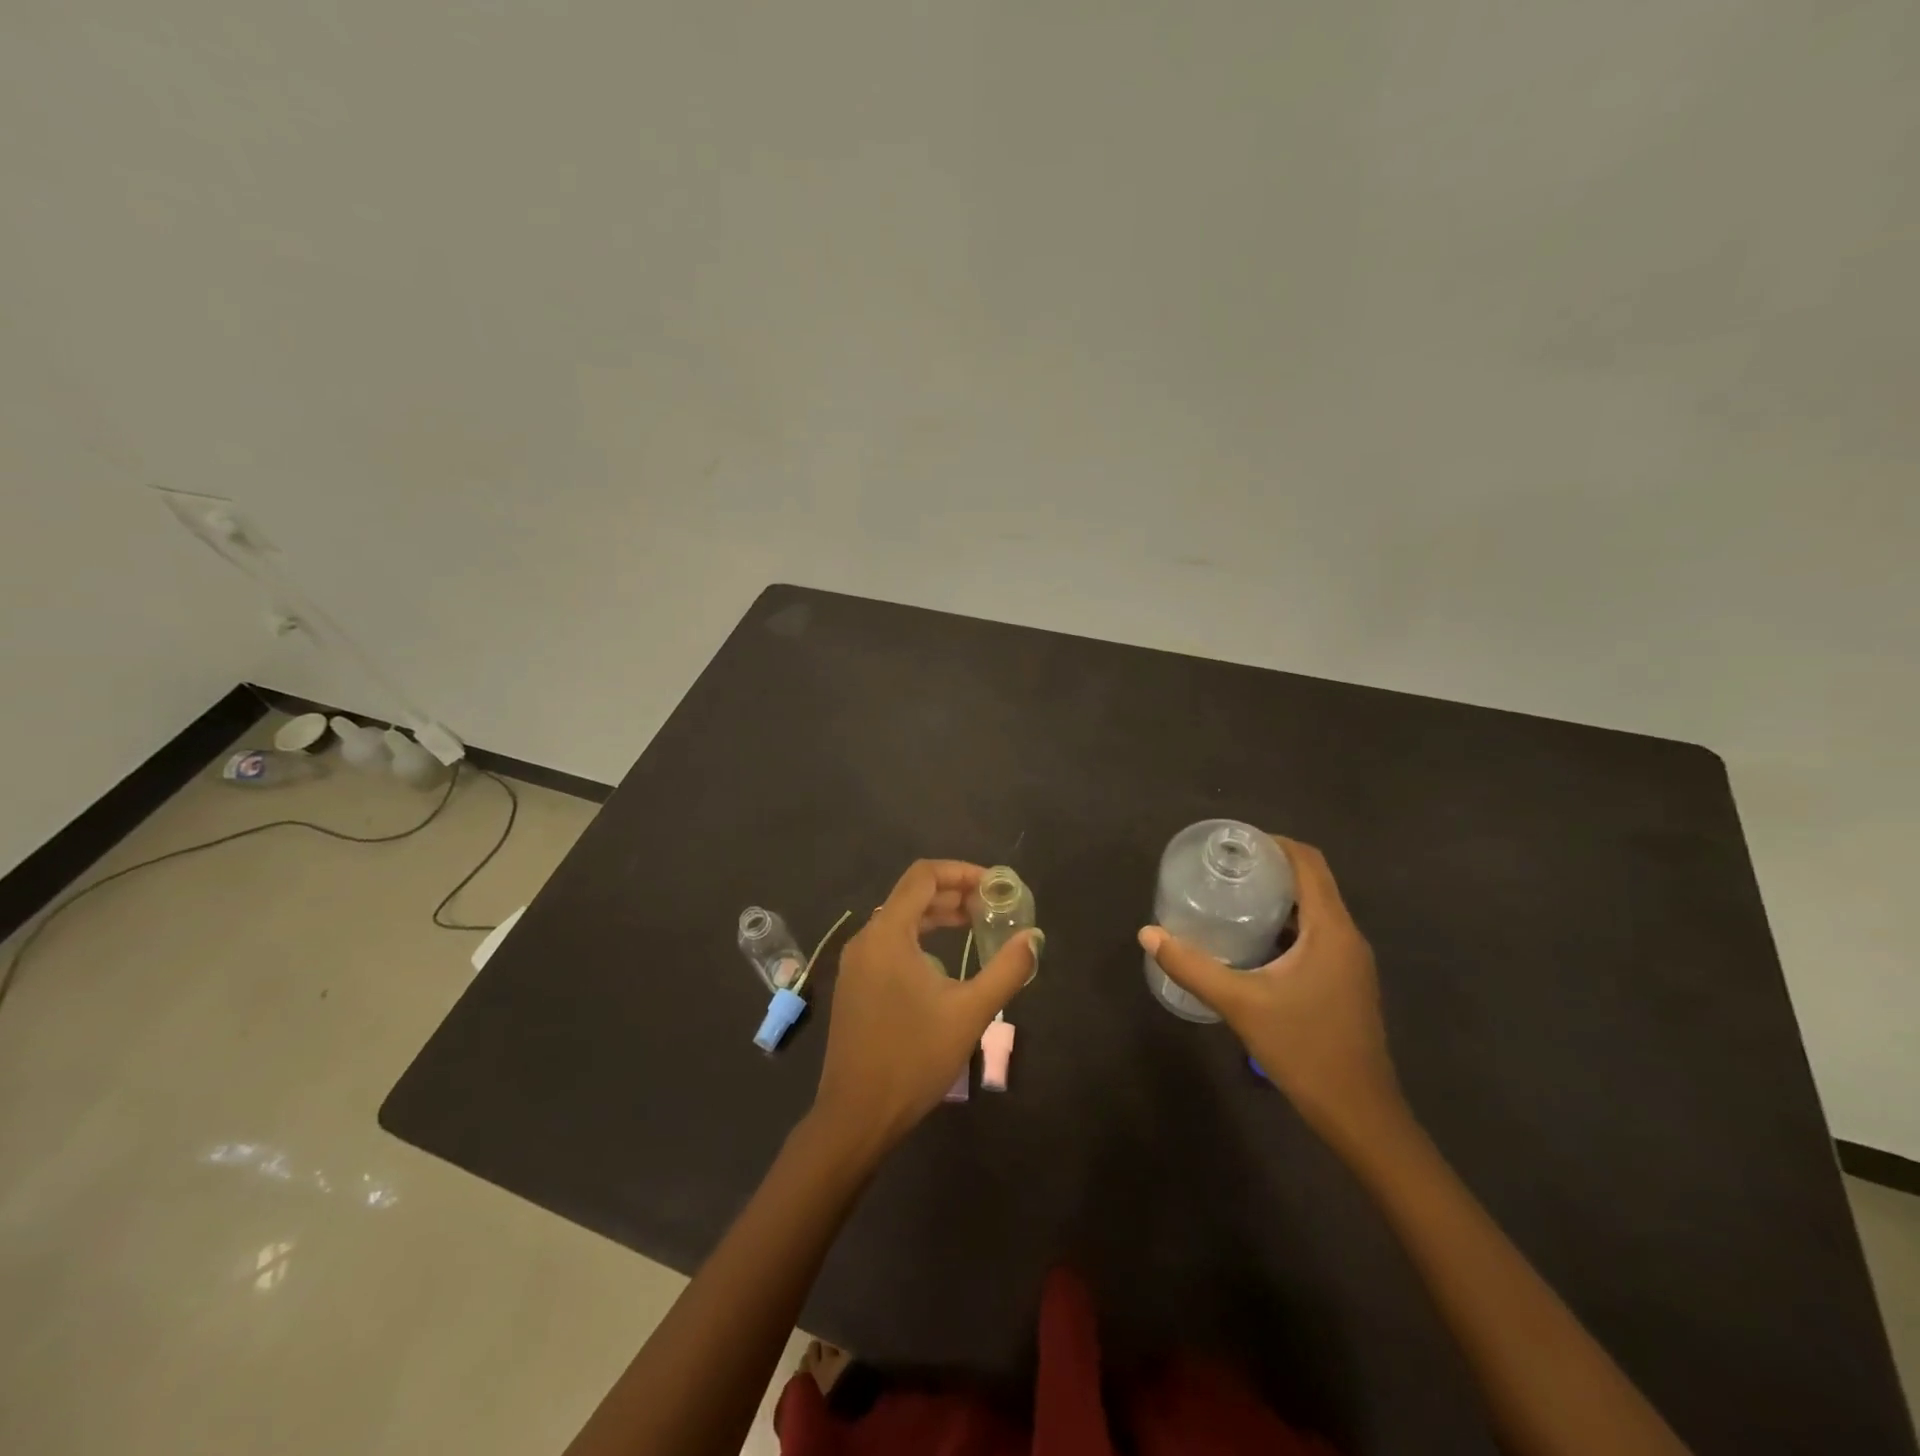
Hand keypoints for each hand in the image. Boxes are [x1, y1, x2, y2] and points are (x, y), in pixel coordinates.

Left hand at [811, 860, 1041, 1155]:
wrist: (856, 1116)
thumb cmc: (913, 1058)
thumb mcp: (969, 1013)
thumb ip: (1006, 970)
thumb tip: (1034, 937)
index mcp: (887, 934)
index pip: (924, 876)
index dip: (962, 871)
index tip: (995, 886)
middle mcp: (866, 939)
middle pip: (912, 895)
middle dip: (954, 893)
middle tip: (992, 906)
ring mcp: (857, 963)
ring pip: (900, 920)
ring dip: (937, 916)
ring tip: (975, 925)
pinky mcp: (856, 985)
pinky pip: (890, 943)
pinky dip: (920, 938)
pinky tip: (944, 962)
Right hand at [1139, 838, 1402, 1147]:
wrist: (1359, 1114)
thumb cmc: (1304, 1050)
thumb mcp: (1240, 1004)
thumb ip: (1192, 966)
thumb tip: (1148, 933)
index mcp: (1331, 930)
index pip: (1309, 863)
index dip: (1274, 843)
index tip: (1235, 842)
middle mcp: (1347, 936)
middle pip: (1313, 881)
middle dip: (1271, 867)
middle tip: (1224, 867)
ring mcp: (1350, 961)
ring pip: (1315, 909)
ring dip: (1279, 896)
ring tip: (1232, 895)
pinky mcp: (1345, 981)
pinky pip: (1316, 934)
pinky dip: (1286, 924)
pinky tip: (1253, 939)